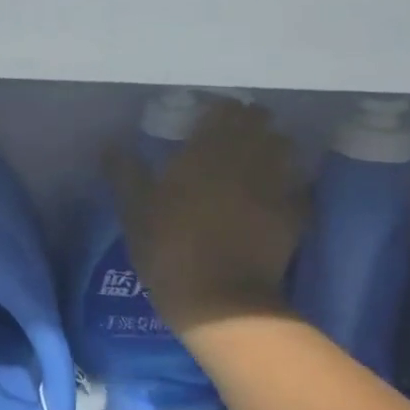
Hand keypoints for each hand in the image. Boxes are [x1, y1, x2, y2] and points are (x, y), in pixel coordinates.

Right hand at [108, 99, 308, 338]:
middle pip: (260, 122)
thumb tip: (111, 146)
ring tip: (255, 164)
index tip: (204, 123)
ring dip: (271, 149)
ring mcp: (277, 184)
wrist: (220, 301)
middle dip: (248, 125)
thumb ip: (125, 173)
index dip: (217, 113)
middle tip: (229, 142)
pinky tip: (275, 197)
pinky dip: (289, 186)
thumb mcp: (135, 211)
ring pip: (285, 148)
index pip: (225, 108)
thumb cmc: (170, 249)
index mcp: (208, 148)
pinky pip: (298, 187)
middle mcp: (248, 156)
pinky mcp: (295, 214)